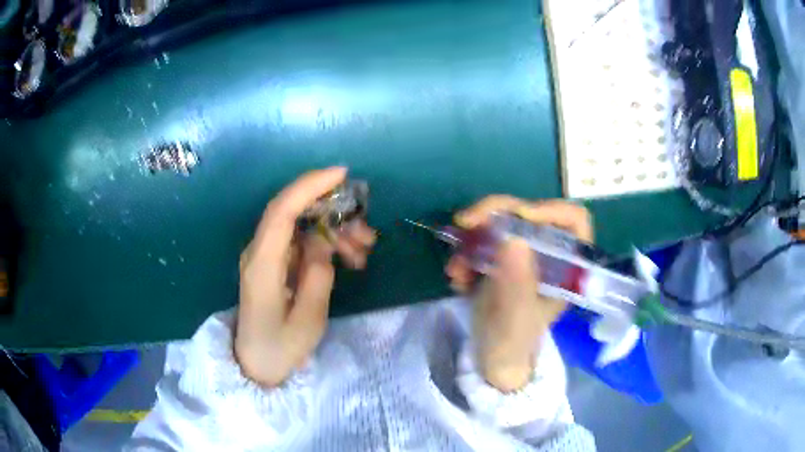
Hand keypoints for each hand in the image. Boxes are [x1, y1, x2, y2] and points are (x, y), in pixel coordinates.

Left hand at [235, 167, 376, 386]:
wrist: (256, 362)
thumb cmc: (279, 348)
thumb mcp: (307, 321)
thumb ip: (317, 277)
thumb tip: (323, 244)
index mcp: (262, 265)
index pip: (281, 212)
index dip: (310, 187)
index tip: (342, 175)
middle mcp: (260, 251)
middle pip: (293, 211)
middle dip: (333, 211)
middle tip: (367, 234)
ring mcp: (267, 254)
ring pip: (302, 224)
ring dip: (335, 229)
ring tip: (363, 253)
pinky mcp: (276, 261)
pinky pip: (303, 239)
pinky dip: (328, 242)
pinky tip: (349, 257)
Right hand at [446, 196, 591, 391]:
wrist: (492, 359)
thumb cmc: (513, 343)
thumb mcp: (516, 317)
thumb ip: (516, 282)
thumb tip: (512, 239)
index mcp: (566, 265)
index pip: (574, 220)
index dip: (549, 209)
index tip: (518, 216)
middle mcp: (547, 253)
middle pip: (529, 213)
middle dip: (495, 214)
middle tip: (465, 222)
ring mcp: (523, 254)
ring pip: (501, 223)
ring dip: (472, 239)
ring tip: (456, 269)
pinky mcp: (501, 259)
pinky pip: (483, 241)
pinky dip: (465, 254)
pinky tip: (457, 278)